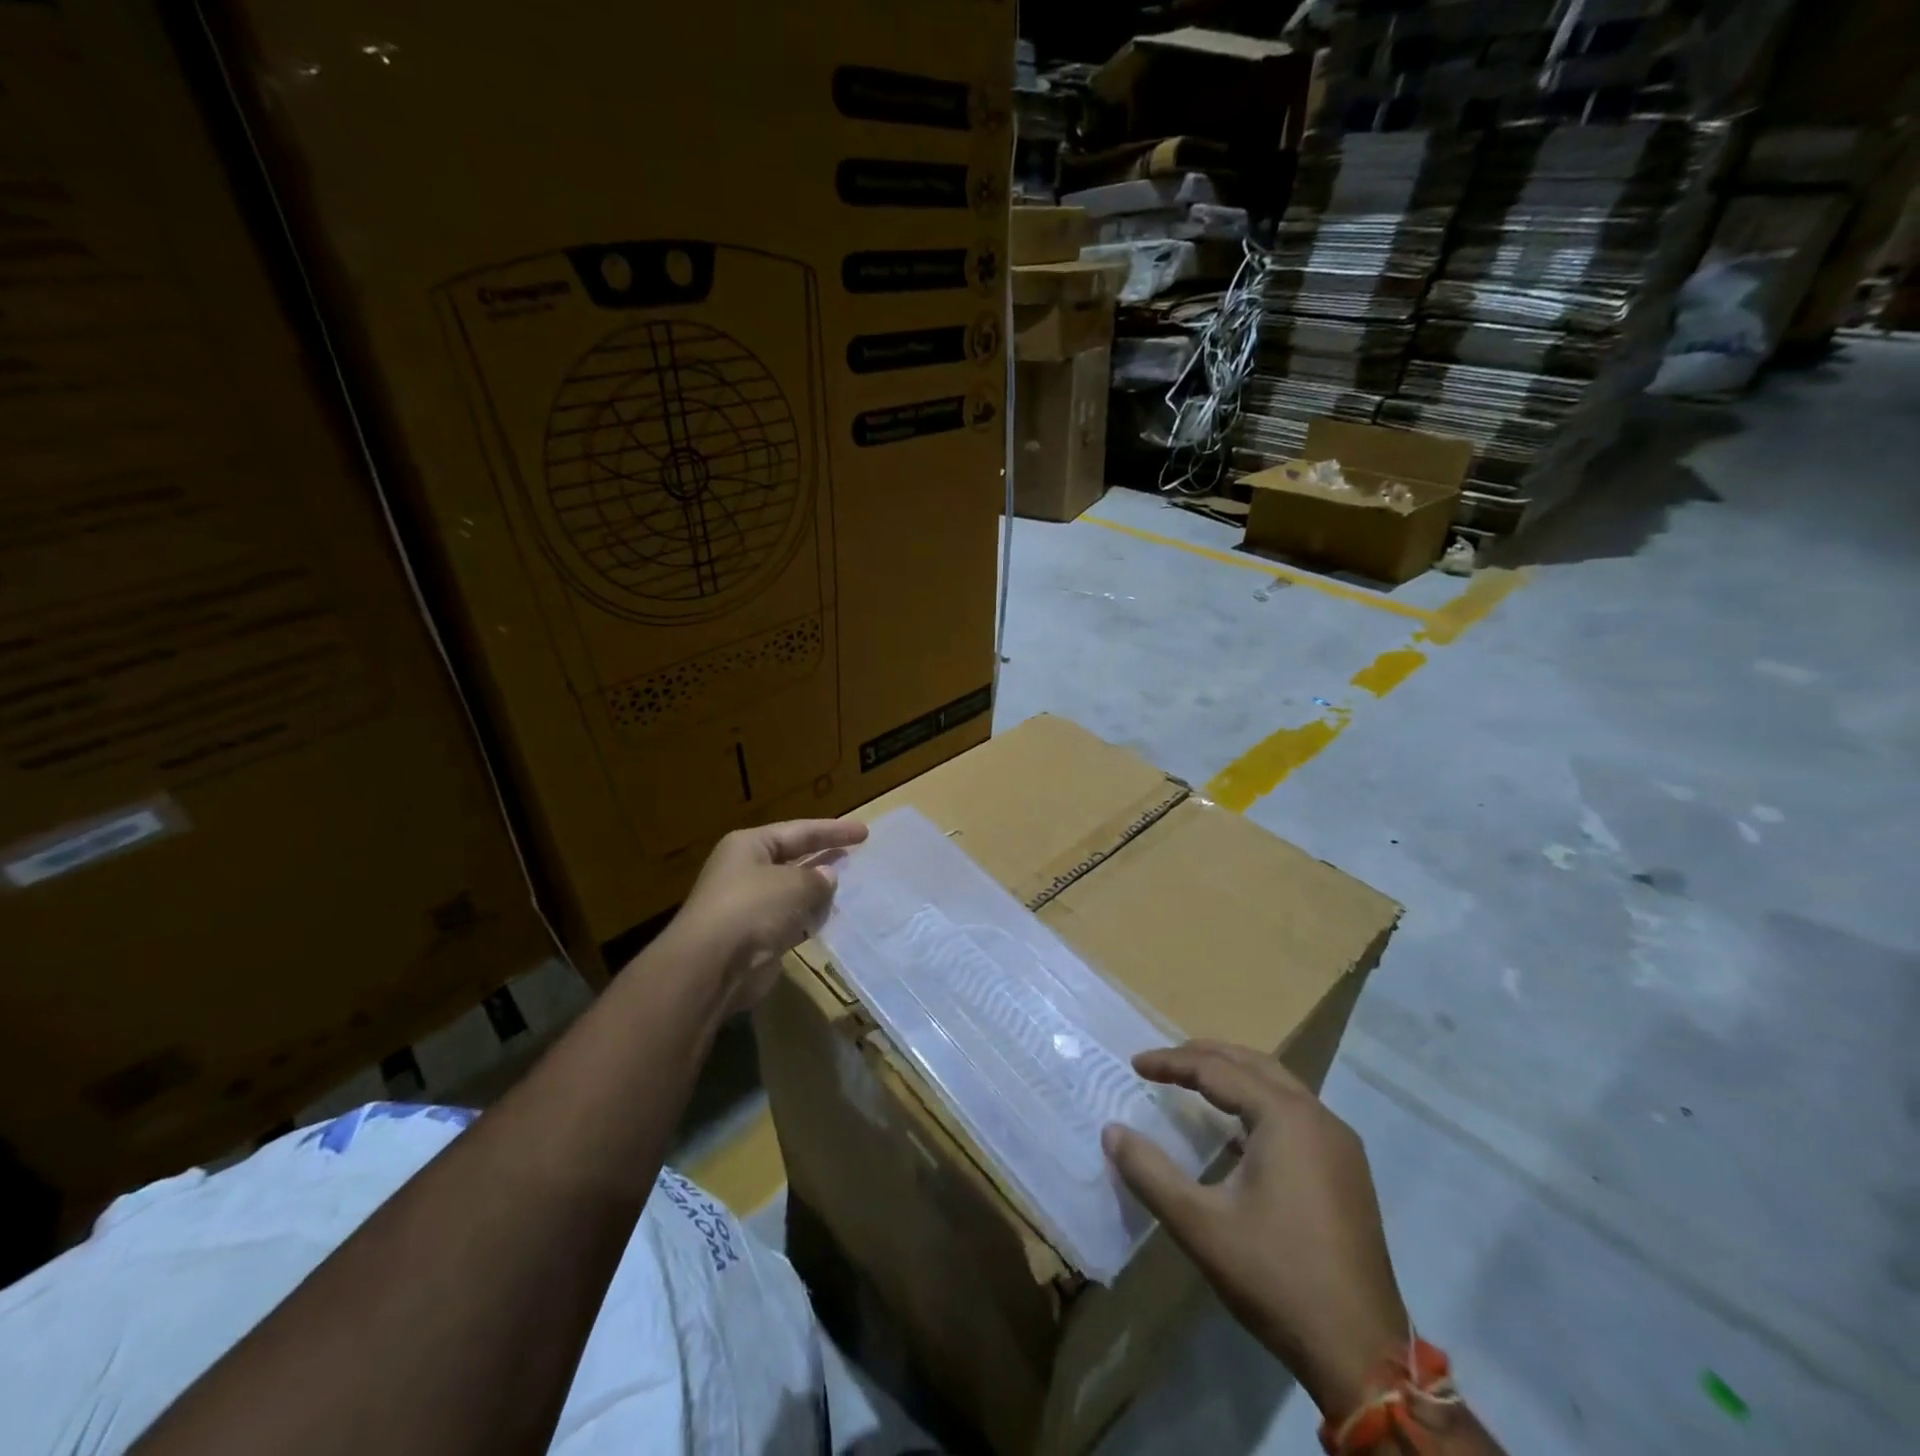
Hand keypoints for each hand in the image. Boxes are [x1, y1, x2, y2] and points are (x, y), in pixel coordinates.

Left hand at [665, 818, 868, 1014]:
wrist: (712, 966)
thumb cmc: (753, 908)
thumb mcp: (794, 884)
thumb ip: (817, 878)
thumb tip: (827, 877)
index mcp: (750, 846)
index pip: (799, 831)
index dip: (833, 830)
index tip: (864, 832)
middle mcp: (746, 871)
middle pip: (793, 858)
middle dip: (824, 857)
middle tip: (856, 855)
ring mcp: (749, 906)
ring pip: (792, 892)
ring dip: (818, 891)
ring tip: (851, 887)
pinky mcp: (755, 937)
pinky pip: (790, 920)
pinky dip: (809, 919)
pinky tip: (830, 918)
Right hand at [1102, 1041, 1407, 1422]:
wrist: (1362, 1354)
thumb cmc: (1275, 1277)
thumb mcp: (1200, 1225)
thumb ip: (1150, 1172)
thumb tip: (1111, 1132)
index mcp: (1285, 1117)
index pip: (1217, 1069)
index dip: (1171, 1063)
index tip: (1135, 1065)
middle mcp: (1317, 1116)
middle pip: (1252, 1064)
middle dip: (1204, 1056)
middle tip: (1163, 1063)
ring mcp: (1339, 1144)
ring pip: (1279, 1085)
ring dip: (1234, 1075)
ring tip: (1194, 1081)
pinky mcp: (1348, 1171)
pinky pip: (1296, 1113)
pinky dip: (1259, 1103)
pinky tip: (1238, 1131)